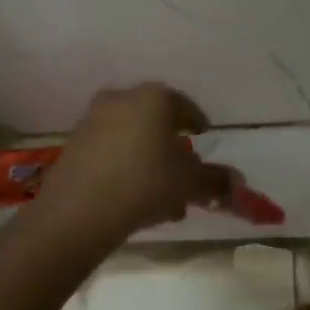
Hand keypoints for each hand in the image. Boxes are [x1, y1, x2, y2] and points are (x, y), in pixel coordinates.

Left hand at [31, 84, 235, 243]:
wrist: (78, 211)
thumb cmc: (144, 185)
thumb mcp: (190, 184)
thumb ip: (216, 180)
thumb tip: (236, 182)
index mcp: (154, 98)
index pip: (184, 106)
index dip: (197, 124)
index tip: (203, 139)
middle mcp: (122, 99)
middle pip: (156, 121)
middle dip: (172, 147)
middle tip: (184, 173)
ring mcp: (93, 120)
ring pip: (132, 138)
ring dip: (149, 160)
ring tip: (162, 196)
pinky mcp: (73, 143)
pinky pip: (110, 150)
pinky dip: (125, 166)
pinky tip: (134, 196)